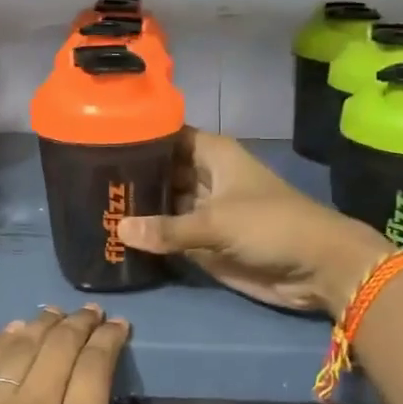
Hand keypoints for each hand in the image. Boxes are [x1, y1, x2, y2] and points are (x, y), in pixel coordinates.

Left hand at [0, 307, 139, 403]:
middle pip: (59, 349)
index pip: (95, 372)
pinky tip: (14, 332)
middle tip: (92, 316)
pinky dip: (2, 343)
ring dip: (43, 326)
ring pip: (20, 350)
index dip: (109, 341)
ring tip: (57, 315)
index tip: (119, 328)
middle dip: (81, 325)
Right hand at [117, 128, 389, 317]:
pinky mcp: (204, 242)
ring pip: (162, 204)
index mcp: (212, 155)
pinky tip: (114, 237)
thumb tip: (120, 230)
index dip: (137, 136)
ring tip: (91, 207)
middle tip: (85, 181)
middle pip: (160, 171)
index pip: (167, 136)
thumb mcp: (217, 222)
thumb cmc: (272, 227)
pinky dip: (149, 237)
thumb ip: (168, 228)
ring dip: (136, 209)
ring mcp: (203, 211)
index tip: (97, 140)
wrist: (317, 268)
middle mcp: (204, 177)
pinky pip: (170, 235)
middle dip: (129, 177)